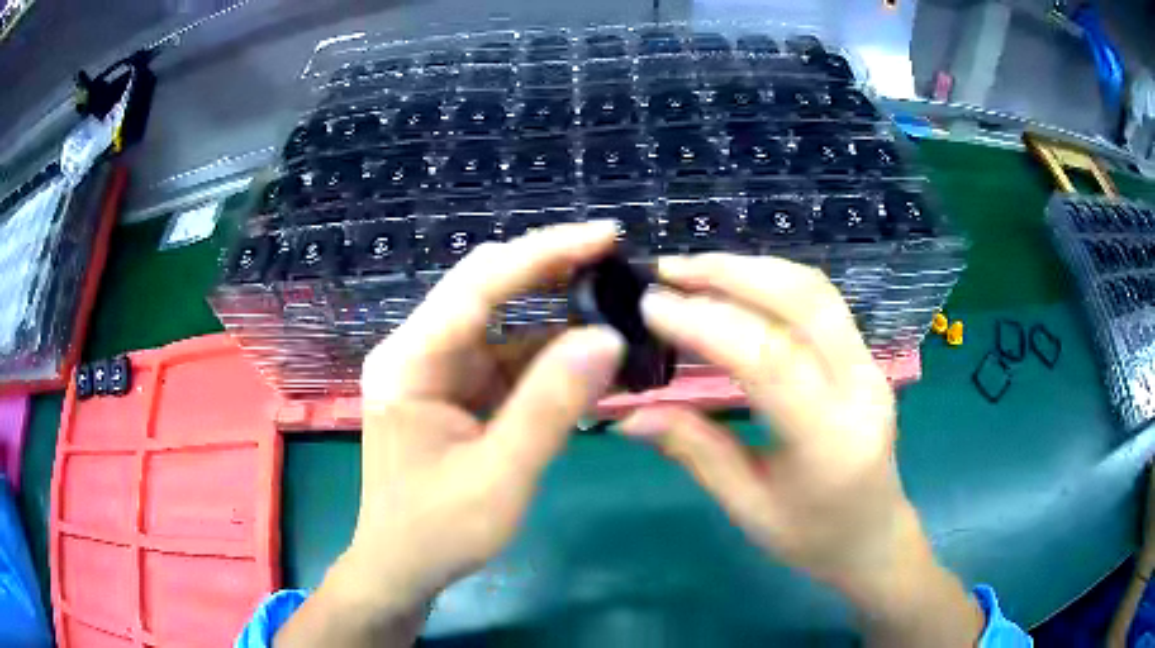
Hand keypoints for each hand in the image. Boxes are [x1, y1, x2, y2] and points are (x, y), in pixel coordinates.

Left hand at [276, 222, 624, 646]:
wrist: (401, 568)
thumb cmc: (438, 532)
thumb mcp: (500, 477)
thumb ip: (551, 406)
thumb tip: (607, 338)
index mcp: (409, 362)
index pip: (479, 285)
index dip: (544, 253)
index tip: (605, 236)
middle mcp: (417, 351)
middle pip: (485, 287)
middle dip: (549, 267)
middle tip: (614, 257)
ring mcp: (436, 368)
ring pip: (500, 317)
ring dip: (554, 309)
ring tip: (612, 299)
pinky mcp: (455, 388)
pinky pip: (505, 354)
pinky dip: (547, 351)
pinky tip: (587, 352)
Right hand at [618, 254, 981, 645]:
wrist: (874, 536)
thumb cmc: (812, 537)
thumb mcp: (747, 507)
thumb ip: (695, 451)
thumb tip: (629, 414)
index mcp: (831, 441)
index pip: (771, 360)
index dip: (707, 323)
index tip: (651, 306)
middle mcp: (862, 388)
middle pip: (804, 301)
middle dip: (731, 274)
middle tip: (668, 272)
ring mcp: (871, 365)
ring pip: (816, 290)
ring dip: (751, 269)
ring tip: (693, 272)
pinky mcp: (867, 356)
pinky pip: (821, 303)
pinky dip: (771, 283)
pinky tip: (735, 288)